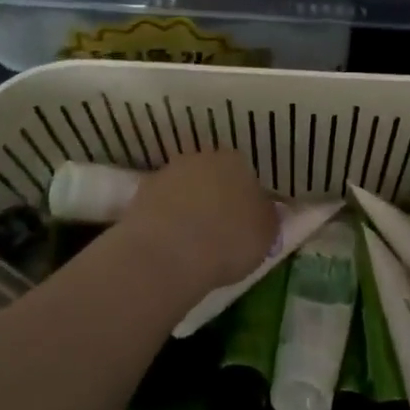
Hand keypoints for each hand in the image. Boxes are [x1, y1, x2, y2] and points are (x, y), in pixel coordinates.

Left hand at [121, 150, 278, 299]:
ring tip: (192, 241)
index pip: (246, 175)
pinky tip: (168, 243)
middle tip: (219, 231)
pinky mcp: (142, 192)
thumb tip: (266, 211)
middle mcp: (203, 157)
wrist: (170, 252)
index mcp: (237, 161)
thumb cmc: (229, 241)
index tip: (245, 224)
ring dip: (189, 206)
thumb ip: (268, 218)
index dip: (246, 200)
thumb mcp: (266, 235)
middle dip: (216, 197)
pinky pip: (161, 204)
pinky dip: (165, 219)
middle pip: (213, 176)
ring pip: (185, 188)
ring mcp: (170, 172)